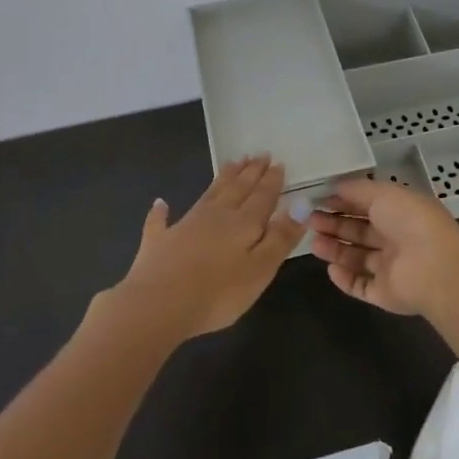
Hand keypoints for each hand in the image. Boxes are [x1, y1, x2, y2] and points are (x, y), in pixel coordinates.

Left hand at [112, 156, 303, 341]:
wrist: (158, 304)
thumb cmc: (218, 292)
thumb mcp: (261, 268)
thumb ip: (281, 237)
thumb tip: (300, 204)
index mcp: (243, 223)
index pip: (262, 196)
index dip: (272, 180)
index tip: (278, 162)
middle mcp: (215, 215)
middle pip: (237, 188)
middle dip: (250, 172)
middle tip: (259, 154)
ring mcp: (184, 225)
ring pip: (209, 195)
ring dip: (222, 179)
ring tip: (232, 163)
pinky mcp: (159, 241)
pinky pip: (161, 221)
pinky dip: (161, 211)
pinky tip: (160, 203)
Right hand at [309, 177, 458, 315]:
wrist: (434, 267)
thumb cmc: (410, 221)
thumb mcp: (383, 193)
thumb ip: (356, 190)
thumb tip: (334, 186)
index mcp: (400, 212)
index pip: (367, 205)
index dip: (342, 202)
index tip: (317, 199)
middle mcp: (396, 238)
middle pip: (359, 231)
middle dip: (335, 225)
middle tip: (309, 221)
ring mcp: (392, 268)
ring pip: (358, 258)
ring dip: (335, 250)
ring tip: (313, 242)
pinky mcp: (386, 293)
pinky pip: (361, 285)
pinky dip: (345, 279)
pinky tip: (330, 269)